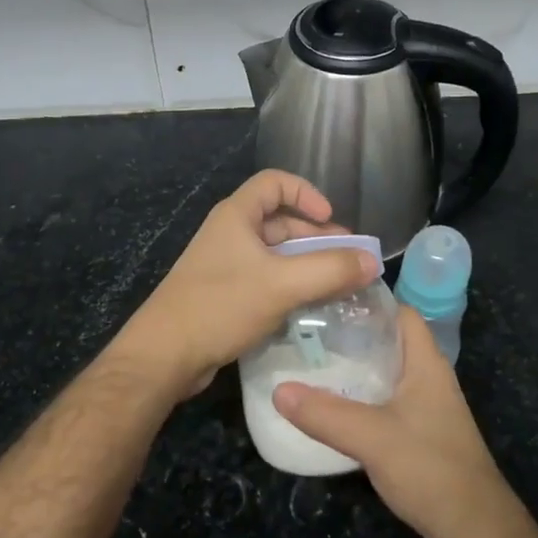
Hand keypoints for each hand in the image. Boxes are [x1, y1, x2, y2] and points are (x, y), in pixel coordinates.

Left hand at [110, 170, 379, 397]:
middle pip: (280, 221)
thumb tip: (372, 262)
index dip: (307, 193)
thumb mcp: (282, 285)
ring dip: (307, 265)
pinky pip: (266, 280)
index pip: (275, 182)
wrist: (165, 355)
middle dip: (316, 236)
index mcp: (237, 216)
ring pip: (276, 255)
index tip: (332, 218)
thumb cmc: (221, 306)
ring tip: (338, 287)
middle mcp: (230, 234)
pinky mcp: (225, 295)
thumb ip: (330, 270)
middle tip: (348, 261)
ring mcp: (226, 266)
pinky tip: (311, 308)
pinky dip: (291, 287)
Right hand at [273, 308, 535, 537]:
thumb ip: (325, 414)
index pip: (400, 312)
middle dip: (349, 335)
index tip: (324, 299)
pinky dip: (357, 400)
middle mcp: (427, 379)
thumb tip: (278, 390)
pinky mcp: (417, 435)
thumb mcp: (372, 437)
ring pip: (383, 375)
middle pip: (387, 342)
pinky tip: (328, 408)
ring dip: (351, 369)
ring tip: (308, 364)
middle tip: (305, 332)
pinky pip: (382, 404)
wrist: (475, 530)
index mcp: (426, 364)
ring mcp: (424, 408)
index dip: (367, 300)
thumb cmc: (431, 469)